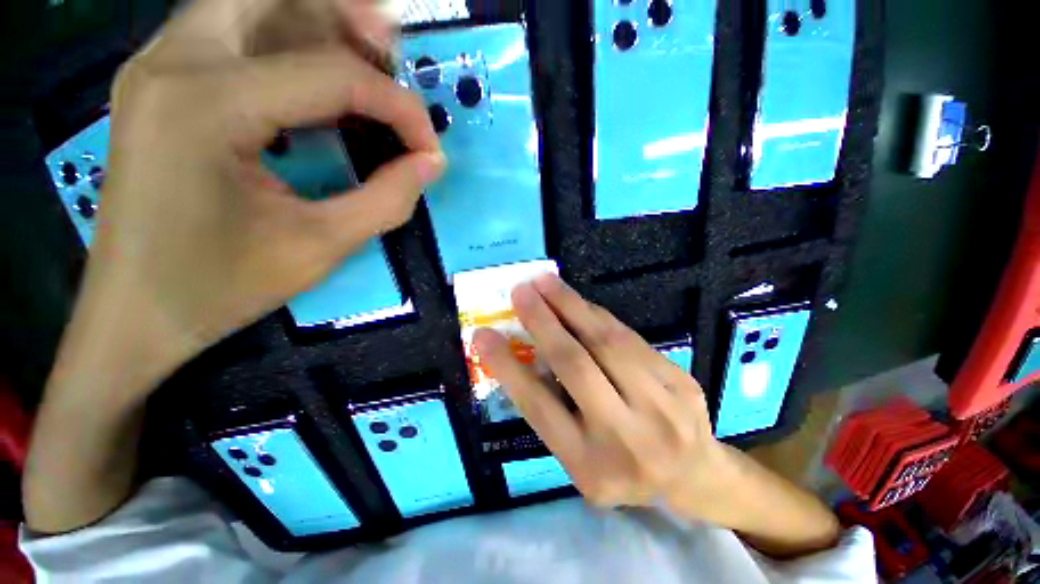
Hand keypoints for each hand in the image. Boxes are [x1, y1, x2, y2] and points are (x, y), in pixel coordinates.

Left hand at [85, 0, 444, 396]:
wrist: (135, 313)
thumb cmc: (220, 287)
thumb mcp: (320, 247)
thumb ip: (387, 199)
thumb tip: (431, 163)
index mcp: (207, 105)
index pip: (332, 74)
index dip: (398, 107)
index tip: (430, 148)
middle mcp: (174, 61)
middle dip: (346, 15)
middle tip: (393, 55)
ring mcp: (158, 66)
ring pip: (249, 3)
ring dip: (315, 22)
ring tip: (366, 64)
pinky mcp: (159, 83)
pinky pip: (230, 33)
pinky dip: (283, 43)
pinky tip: (316, 86)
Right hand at [472, 274, 722, 512]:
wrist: (694, 476)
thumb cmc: (622, 470)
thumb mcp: (579, 459)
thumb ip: (554, 410)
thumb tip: (530, 350)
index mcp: (590, 466)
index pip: (538, 406)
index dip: (507, 366)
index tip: (483, 335)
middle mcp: (626, 438)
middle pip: (575, 365)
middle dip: (542, 321)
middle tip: (520, 291)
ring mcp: (661, 407)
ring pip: (606, 341)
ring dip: (570, 305)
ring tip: (546, 282)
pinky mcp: (681, 381)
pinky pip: (629, 337)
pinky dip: (597, 315)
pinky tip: (578, 301)